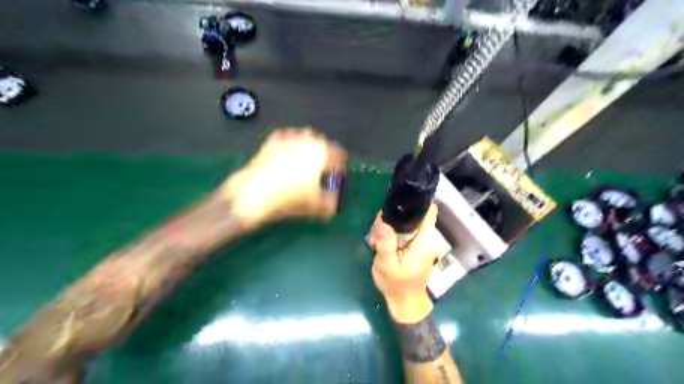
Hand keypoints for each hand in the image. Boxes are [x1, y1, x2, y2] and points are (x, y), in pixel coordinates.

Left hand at [225, 128, 347, 226]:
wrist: (255, 194)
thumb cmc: (291, 199)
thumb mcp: (317, 206)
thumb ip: (331, 203)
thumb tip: (333, 202)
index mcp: (323, 152)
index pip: (340, 155)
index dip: (340, 167)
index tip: (336, 176)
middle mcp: (308, 140)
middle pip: (324, 144)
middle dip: (325, 156)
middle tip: (321, 171)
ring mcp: (288, 138)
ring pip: (305, 137)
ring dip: (308, 147)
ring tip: (304, 162)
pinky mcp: (272, 141)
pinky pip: (287, 137)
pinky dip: (290, 144)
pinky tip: (287, 155)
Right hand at [372, 205, 439, 324]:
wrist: (405, 302)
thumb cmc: (396, 284)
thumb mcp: (386, 264)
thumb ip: (385, 242)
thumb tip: (382, 221)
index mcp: (425, 240)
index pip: (429, 211)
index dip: (417, 202)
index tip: (398, 200)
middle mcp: (428, 238)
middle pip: (415, 215)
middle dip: (396, 216)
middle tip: (378, 227)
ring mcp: (423, 242)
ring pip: (409, 222)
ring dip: (393, 225)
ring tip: (378, 236)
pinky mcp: (416, 246)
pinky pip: (407, 231)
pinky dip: (395, 232)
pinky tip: (383, 240)